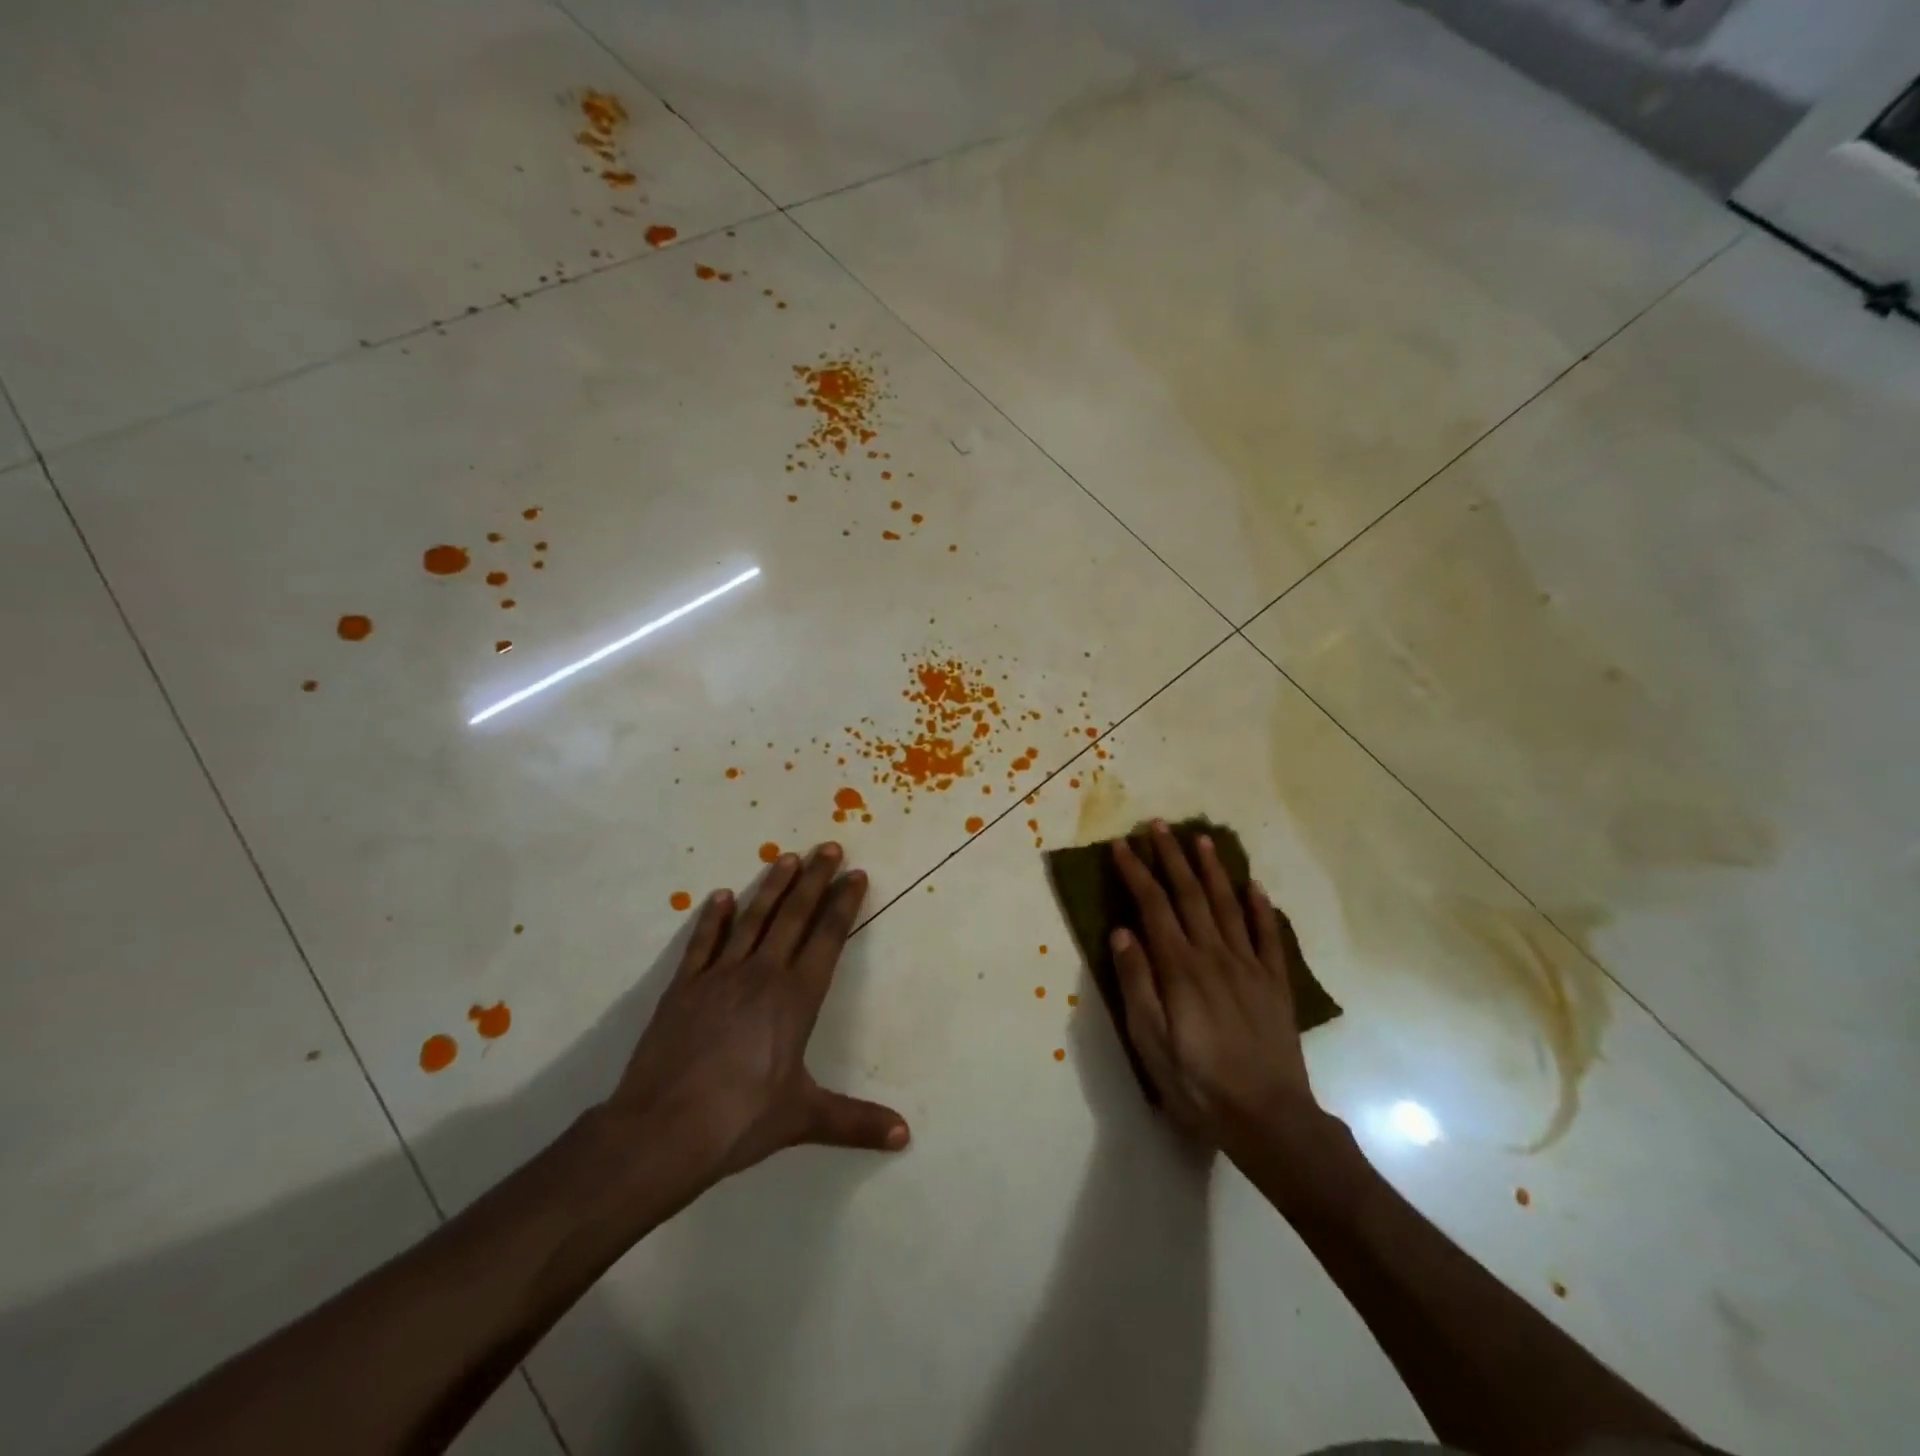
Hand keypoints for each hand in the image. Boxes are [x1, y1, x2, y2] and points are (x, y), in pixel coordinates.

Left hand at [603, 843, 908, 1202]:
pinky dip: (713, 918)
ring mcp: (719, 976)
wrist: (663, 1130)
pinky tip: (721, 896)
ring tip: (788, 857)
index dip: (843, 905)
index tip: (855, 876)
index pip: (827, 938)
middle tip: (829, 848)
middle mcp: (762, 975)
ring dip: (772, 886)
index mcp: (796, 998)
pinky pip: (703, 943)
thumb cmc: (741, 1120)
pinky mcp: (683, 987)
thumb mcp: (804, 1118)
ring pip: (752, 919)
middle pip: (793, 916)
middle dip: (815, 880)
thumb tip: (905, 1136)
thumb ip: (855, 1122)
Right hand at [1110, 823, 1320, 1153]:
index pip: (1153, 906)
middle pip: (1189, 895)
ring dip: (1212, 870)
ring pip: (1227, 905)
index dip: (1136, 872)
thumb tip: (1121, 932)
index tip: (1122, 845)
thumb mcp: (1151, 1042)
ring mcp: (1249, 966)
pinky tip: (1254, 886)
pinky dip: (1261, 908)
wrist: (1269, 1119)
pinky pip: (1268, 936)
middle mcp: (1214, 955)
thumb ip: (1137, 983)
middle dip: (1171, 857)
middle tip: (1158, 825)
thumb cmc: (1198, 1083)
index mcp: (1180, 967)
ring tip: (1201, 839)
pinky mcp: (1275, 983)